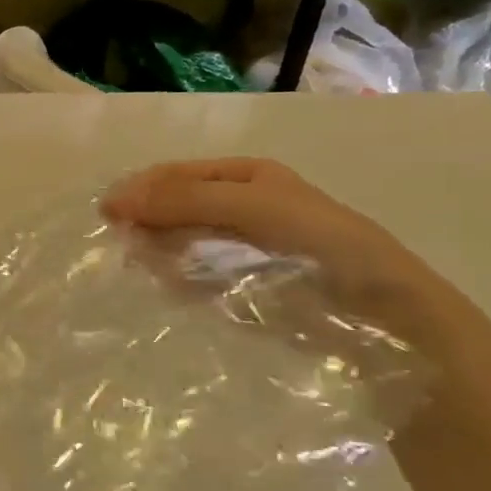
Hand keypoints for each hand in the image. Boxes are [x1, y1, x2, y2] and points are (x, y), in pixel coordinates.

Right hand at [100, 157, 472, 341]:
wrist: (384, 315)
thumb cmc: (320, 243)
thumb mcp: (250, 206)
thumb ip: (183, 201)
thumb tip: (113, 201)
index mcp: (246, 176)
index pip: (175, 174)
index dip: (140, 189)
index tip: (107, 214)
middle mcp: (241, 206)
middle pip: (175, 207)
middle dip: (146, 221)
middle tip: (120, 245)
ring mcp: (241, 249)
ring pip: (180, 243)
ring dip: (156, 252)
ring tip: (139, 269)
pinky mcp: (242, 288)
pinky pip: (194, 278)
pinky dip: (174, 281)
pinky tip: (166, 288)